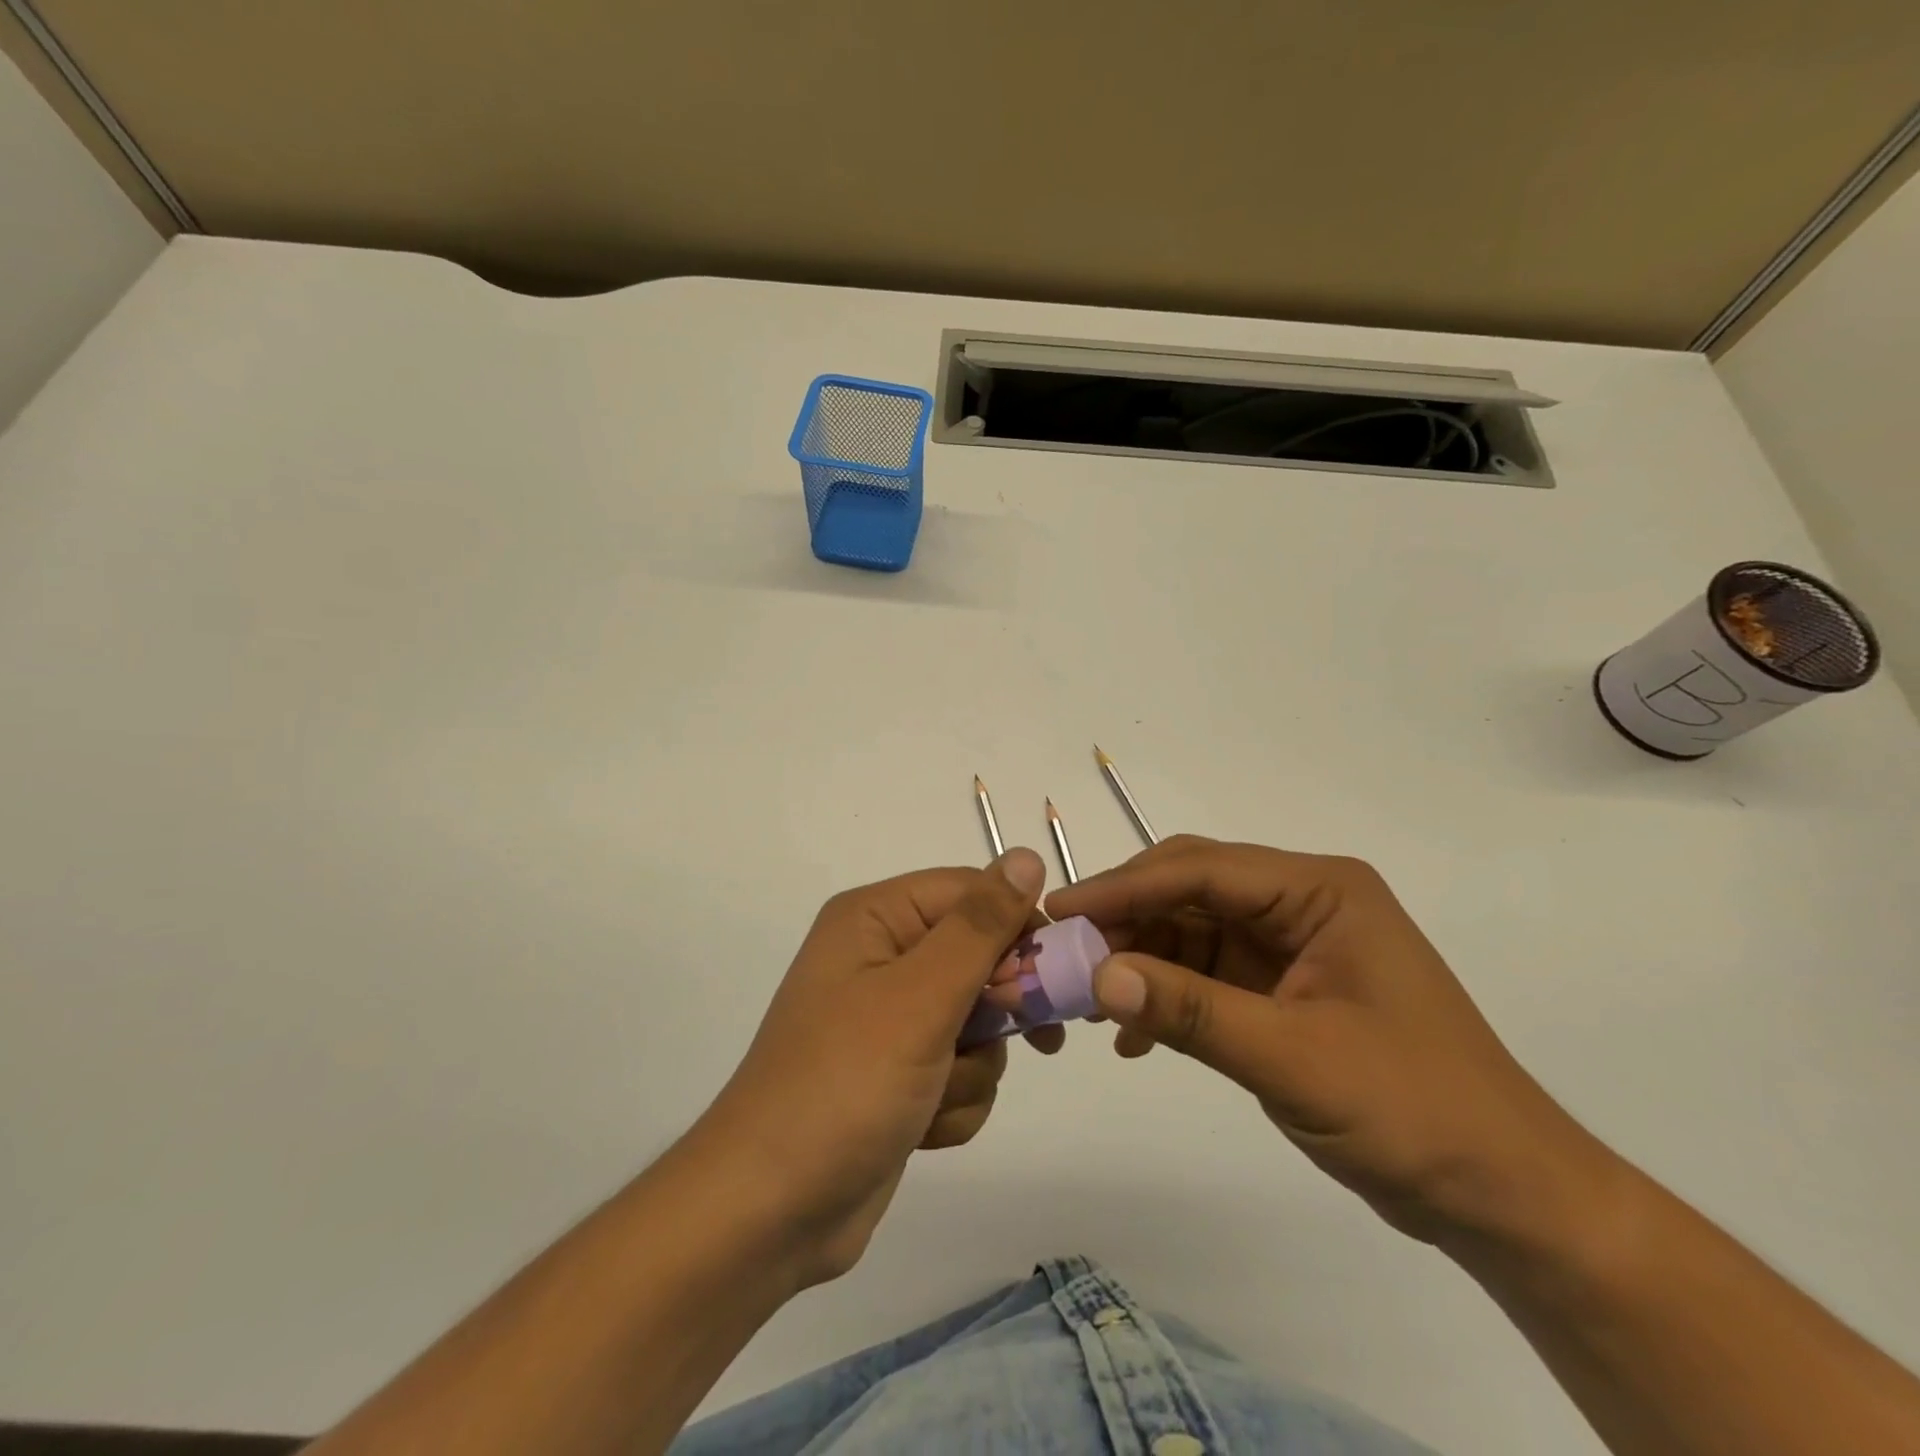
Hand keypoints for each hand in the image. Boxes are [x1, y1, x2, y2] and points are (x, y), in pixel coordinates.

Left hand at [691, 849, 1049, 1285]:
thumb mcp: (920, 997)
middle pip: (980, 956)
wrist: (771, 1213)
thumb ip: (979, 926)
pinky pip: (962, 1067)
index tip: (1046, 979)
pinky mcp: (900, 1073)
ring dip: (972, 1065)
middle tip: (1003, 1036)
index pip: (972, 893)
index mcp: (875, 918)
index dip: (1017, 929)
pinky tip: (923, 1128)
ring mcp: (890, 1020)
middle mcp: (881, 957)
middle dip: (995, 1008)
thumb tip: (1026, 855)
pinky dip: (955, 1100)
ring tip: (934, 1094)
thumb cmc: (845, 1084)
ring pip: (979, 1021)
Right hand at [1047, 836, 1602, 1247]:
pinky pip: (1204, 973)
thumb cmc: (1414, 1111)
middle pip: (1190, 890)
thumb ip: (1191, 1011)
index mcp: (1319, 890)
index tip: (1061, 912)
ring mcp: (1289, 944)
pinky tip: (1132, 1035)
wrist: (1503, 1195)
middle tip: (1064, 953)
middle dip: (1125, 919)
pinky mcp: (1280, 986)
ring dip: (1139, 960)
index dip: (1124, 887)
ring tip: (1086, 997)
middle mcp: (1301, 902)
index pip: (1201, 870)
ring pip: (1189, 930)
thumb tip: (1096, 977)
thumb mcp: (1294, 1059)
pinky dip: (1165, 995)